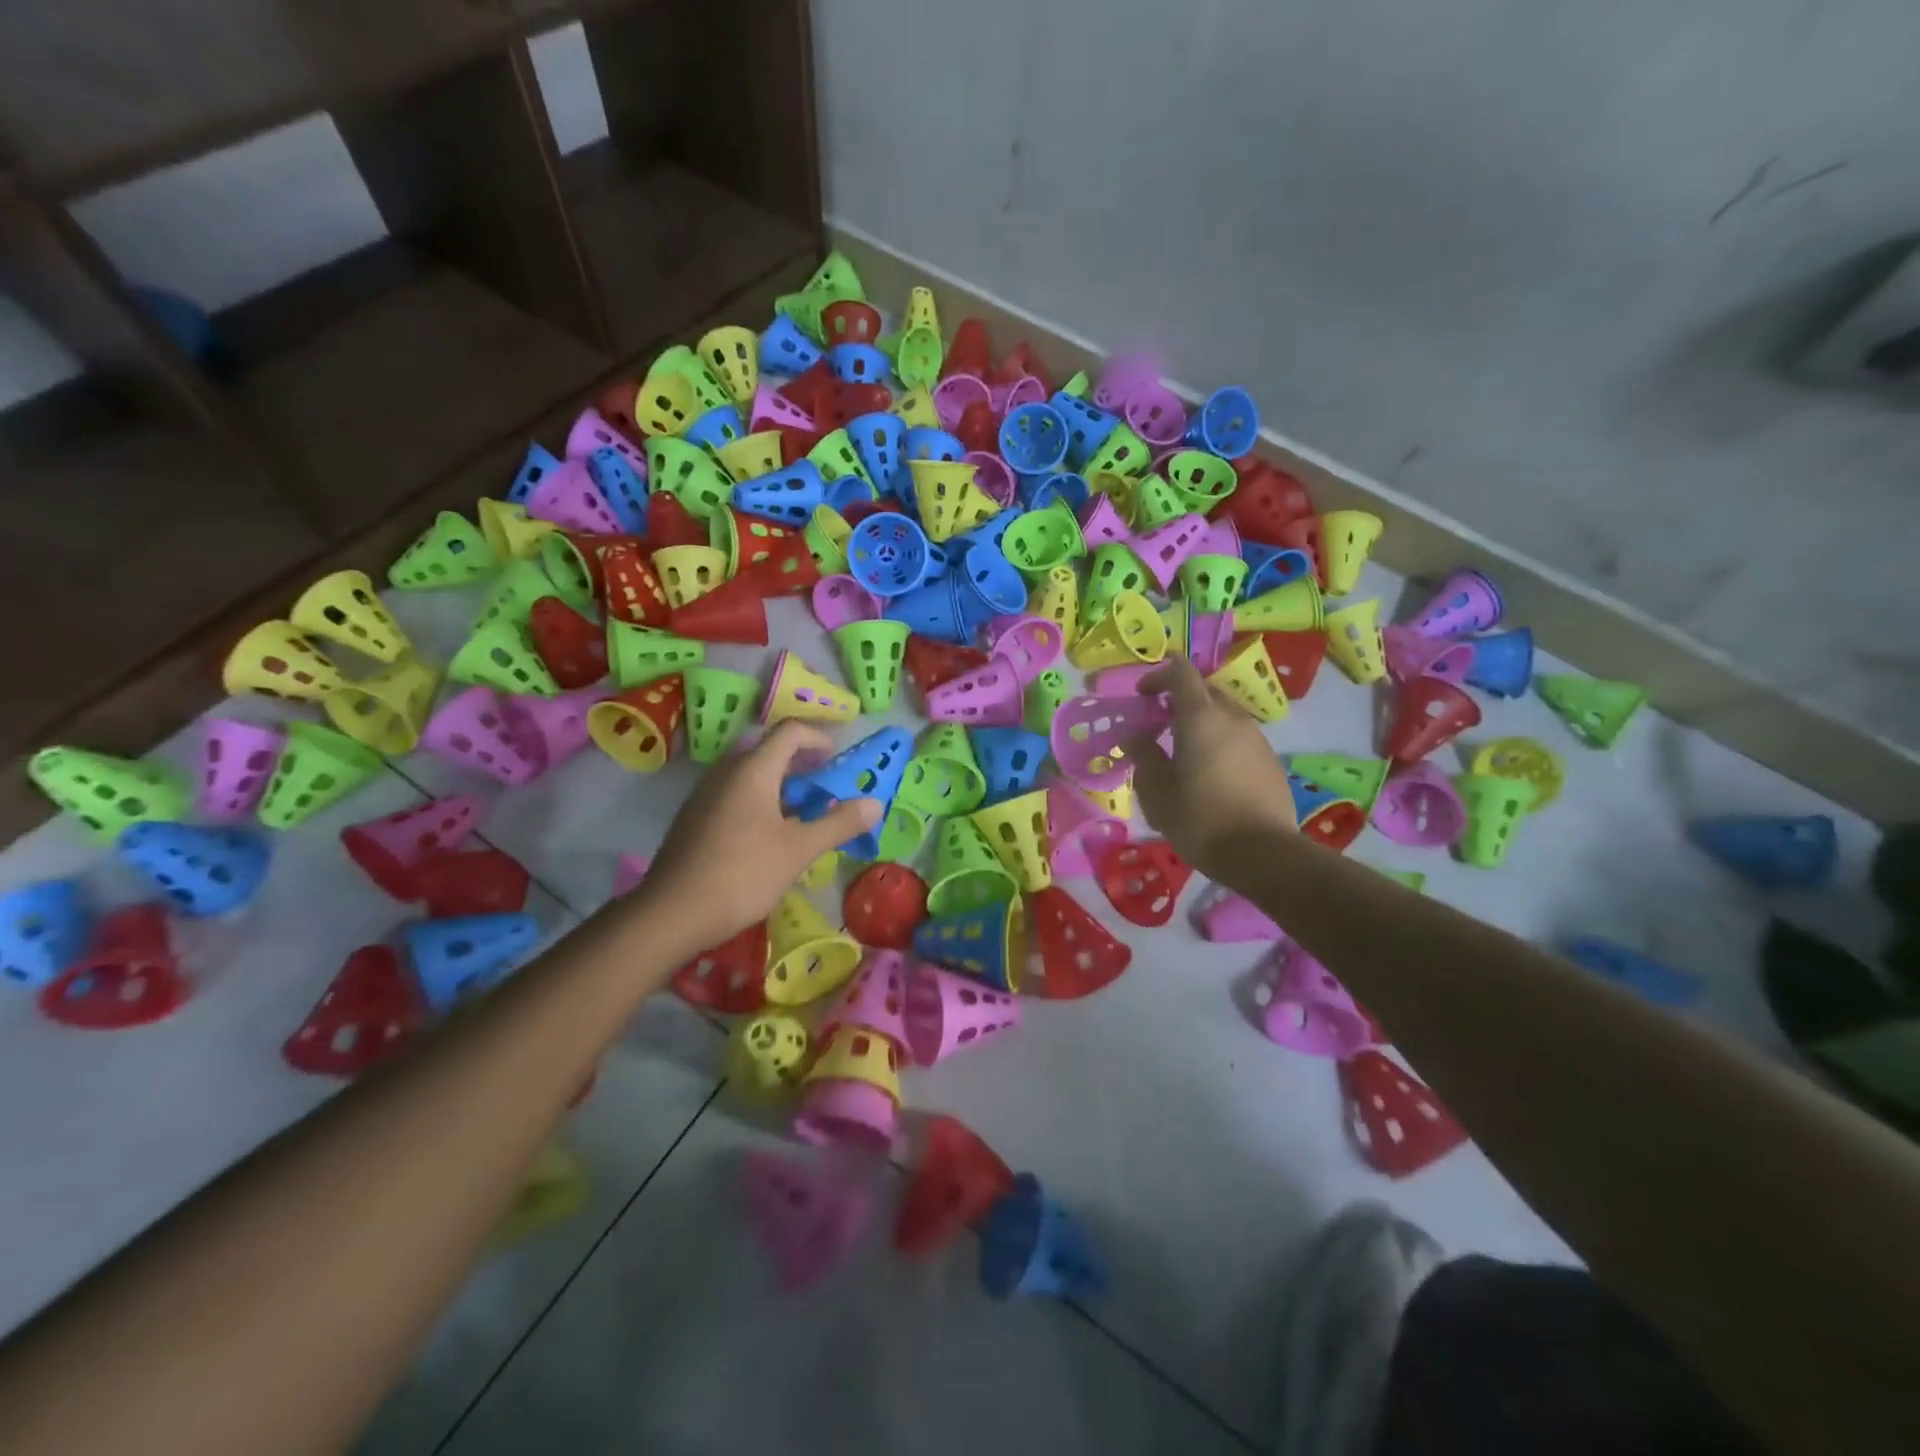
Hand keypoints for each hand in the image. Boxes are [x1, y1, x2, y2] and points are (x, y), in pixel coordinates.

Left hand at [641, 722, 880, 948]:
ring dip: (779, 781)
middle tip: (824, 783)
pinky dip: (758, 798)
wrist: (672, 913)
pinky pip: (733, 792)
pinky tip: (768, 833)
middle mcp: (726, 772)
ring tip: (802, 810)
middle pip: (767, 748)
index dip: (818, 738)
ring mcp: (705, 794)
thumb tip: (875, 803)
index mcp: (752, 769)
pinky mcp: (694, 817)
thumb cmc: (743, 874)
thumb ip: (839, 823)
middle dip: (800, 761)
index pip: (789, 731)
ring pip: (748, 772)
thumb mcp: (799, 850)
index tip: (838, 759)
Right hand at [1121, 655, 1296, 882]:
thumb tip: (1135, 736)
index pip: (1181, 673)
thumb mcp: (1157, 791)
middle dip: (1178, 699)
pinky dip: (1219, 743)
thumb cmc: (1199, 818)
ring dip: (1200, 723)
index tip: (1142, 695)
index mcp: (1201, 718)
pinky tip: (1209, 774)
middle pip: (1204, 691)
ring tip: (1182, 752)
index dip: (1159, 675)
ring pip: (1223, 716)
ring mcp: (1256, 739)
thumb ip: (1143, 756)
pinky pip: (1238, 738)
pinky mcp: (1270, 761)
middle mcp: (1232, 718)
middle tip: (1157, 724)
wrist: (1262, 854)